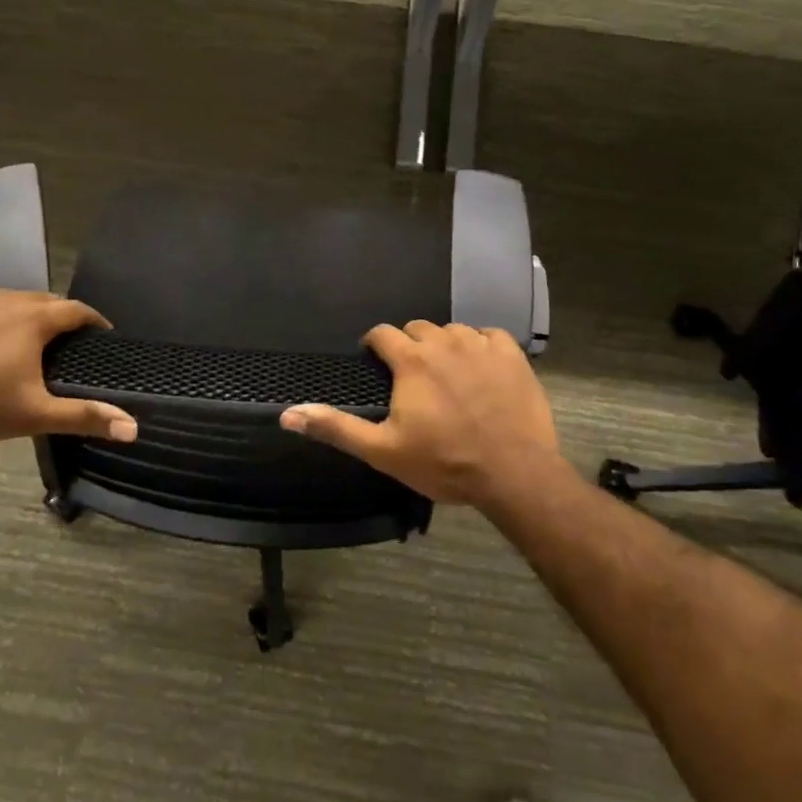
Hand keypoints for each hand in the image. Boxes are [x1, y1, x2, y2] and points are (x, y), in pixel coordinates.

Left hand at [0, 287, 137, 446]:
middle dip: (56, 317)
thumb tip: (133, 428)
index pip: (76, 310)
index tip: (101, 334)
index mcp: (34, 319)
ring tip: (18, 340)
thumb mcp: (34, 415)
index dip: (92, 321)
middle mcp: (6, 297)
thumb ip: (84, 416)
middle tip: (61, 342)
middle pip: (42, 300)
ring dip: (18, 315)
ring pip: (6, 299)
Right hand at [279, 321, 568, 509]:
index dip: (374, 345)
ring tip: (447, 376)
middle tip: (412, 377)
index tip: (375, 362)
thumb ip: (336, 428)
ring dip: (444, 346)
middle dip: (409, 346)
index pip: (382, 333)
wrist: (514, 473)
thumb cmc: (444, 462)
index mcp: (411, 360)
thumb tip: (287, 414)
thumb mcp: (382, 451)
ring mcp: (481, 344)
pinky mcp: (512, 354)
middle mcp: (444, 341)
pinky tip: (482, 370)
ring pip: (453, 331)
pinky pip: (489, 336)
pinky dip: (481, 347)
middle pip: (417, 329)